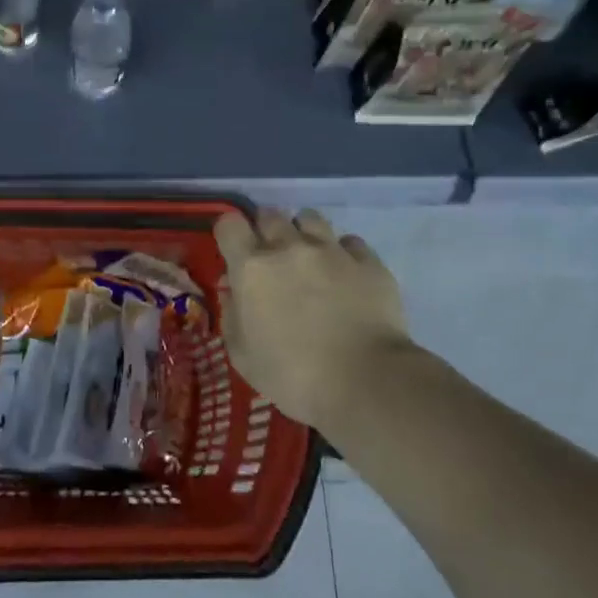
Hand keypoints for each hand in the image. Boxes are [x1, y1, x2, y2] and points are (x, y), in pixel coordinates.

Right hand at [215, 208, 411, 429]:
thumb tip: (232, 290)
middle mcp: (289, 247)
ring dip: (304, 233)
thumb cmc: (293, 376)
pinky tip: (346, 274)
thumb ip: (232, 315)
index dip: (229, 233)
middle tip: (272, 257)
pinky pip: (350, 242)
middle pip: (270, 215)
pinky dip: (343, 253)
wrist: (365, 382)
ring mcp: (332, 250)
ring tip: (310, 257)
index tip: (234, 250)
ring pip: (310, 218)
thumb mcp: (243, 356)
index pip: (229, 224)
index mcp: (252, 268)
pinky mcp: (368, 261)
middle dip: (266, 230)